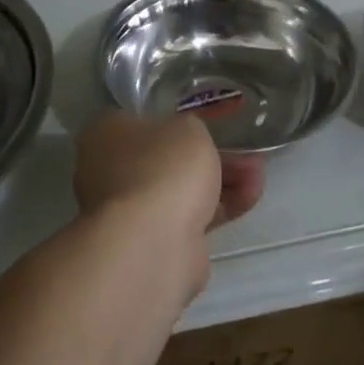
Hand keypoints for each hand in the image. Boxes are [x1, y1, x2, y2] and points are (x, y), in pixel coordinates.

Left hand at [72, 110, 265, 237]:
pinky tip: (251, 195)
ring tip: (258, 173)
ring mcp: (129, 212)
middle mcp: (108, 172)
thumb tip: (185, 141)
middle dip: (210, 155)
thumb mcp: (188, 127)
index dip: (176, 122)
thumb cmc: (163, 168)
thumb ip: (190, 129)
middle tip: (244, 150)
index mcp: (105, 136)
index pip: (140, 121)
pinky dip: (220, 206)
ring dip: (222, 180)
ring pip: (181, 189)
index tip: (208, 124)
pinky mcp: (153, 243)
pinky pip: (191, 216)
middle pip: (166, 159)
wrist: (153, 243)